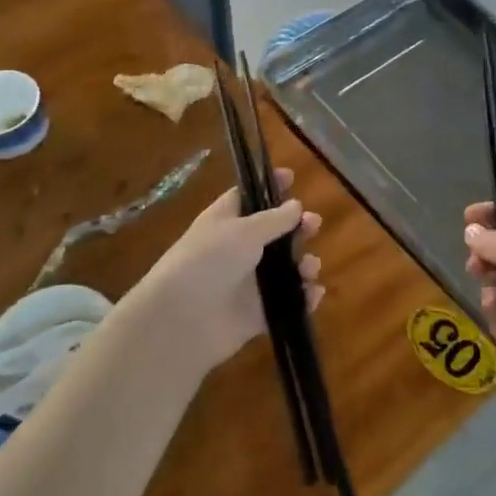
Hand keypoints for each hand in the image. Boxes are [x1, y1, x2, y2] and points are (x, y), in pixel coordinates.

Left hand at [121, 167, 322, 383]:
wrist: (181, 319)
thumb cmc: (208, 260)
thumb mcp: (243, 231)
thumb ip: (274, 219)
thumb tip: (296, 206)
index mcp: (225, 221)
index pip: (248, 196)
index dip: (269, 186)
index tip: (292, 176)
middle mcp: (237, 249)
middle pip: (274, 233)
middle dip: (297, 227)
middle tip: (314, 224)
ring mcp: (247, 283)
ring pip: (284, 269)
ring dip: (303, 264)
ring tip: (309, 267)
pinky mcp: (256, 313)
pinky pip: (286, 302)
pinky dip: (302, 298)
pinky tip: (313, 293)